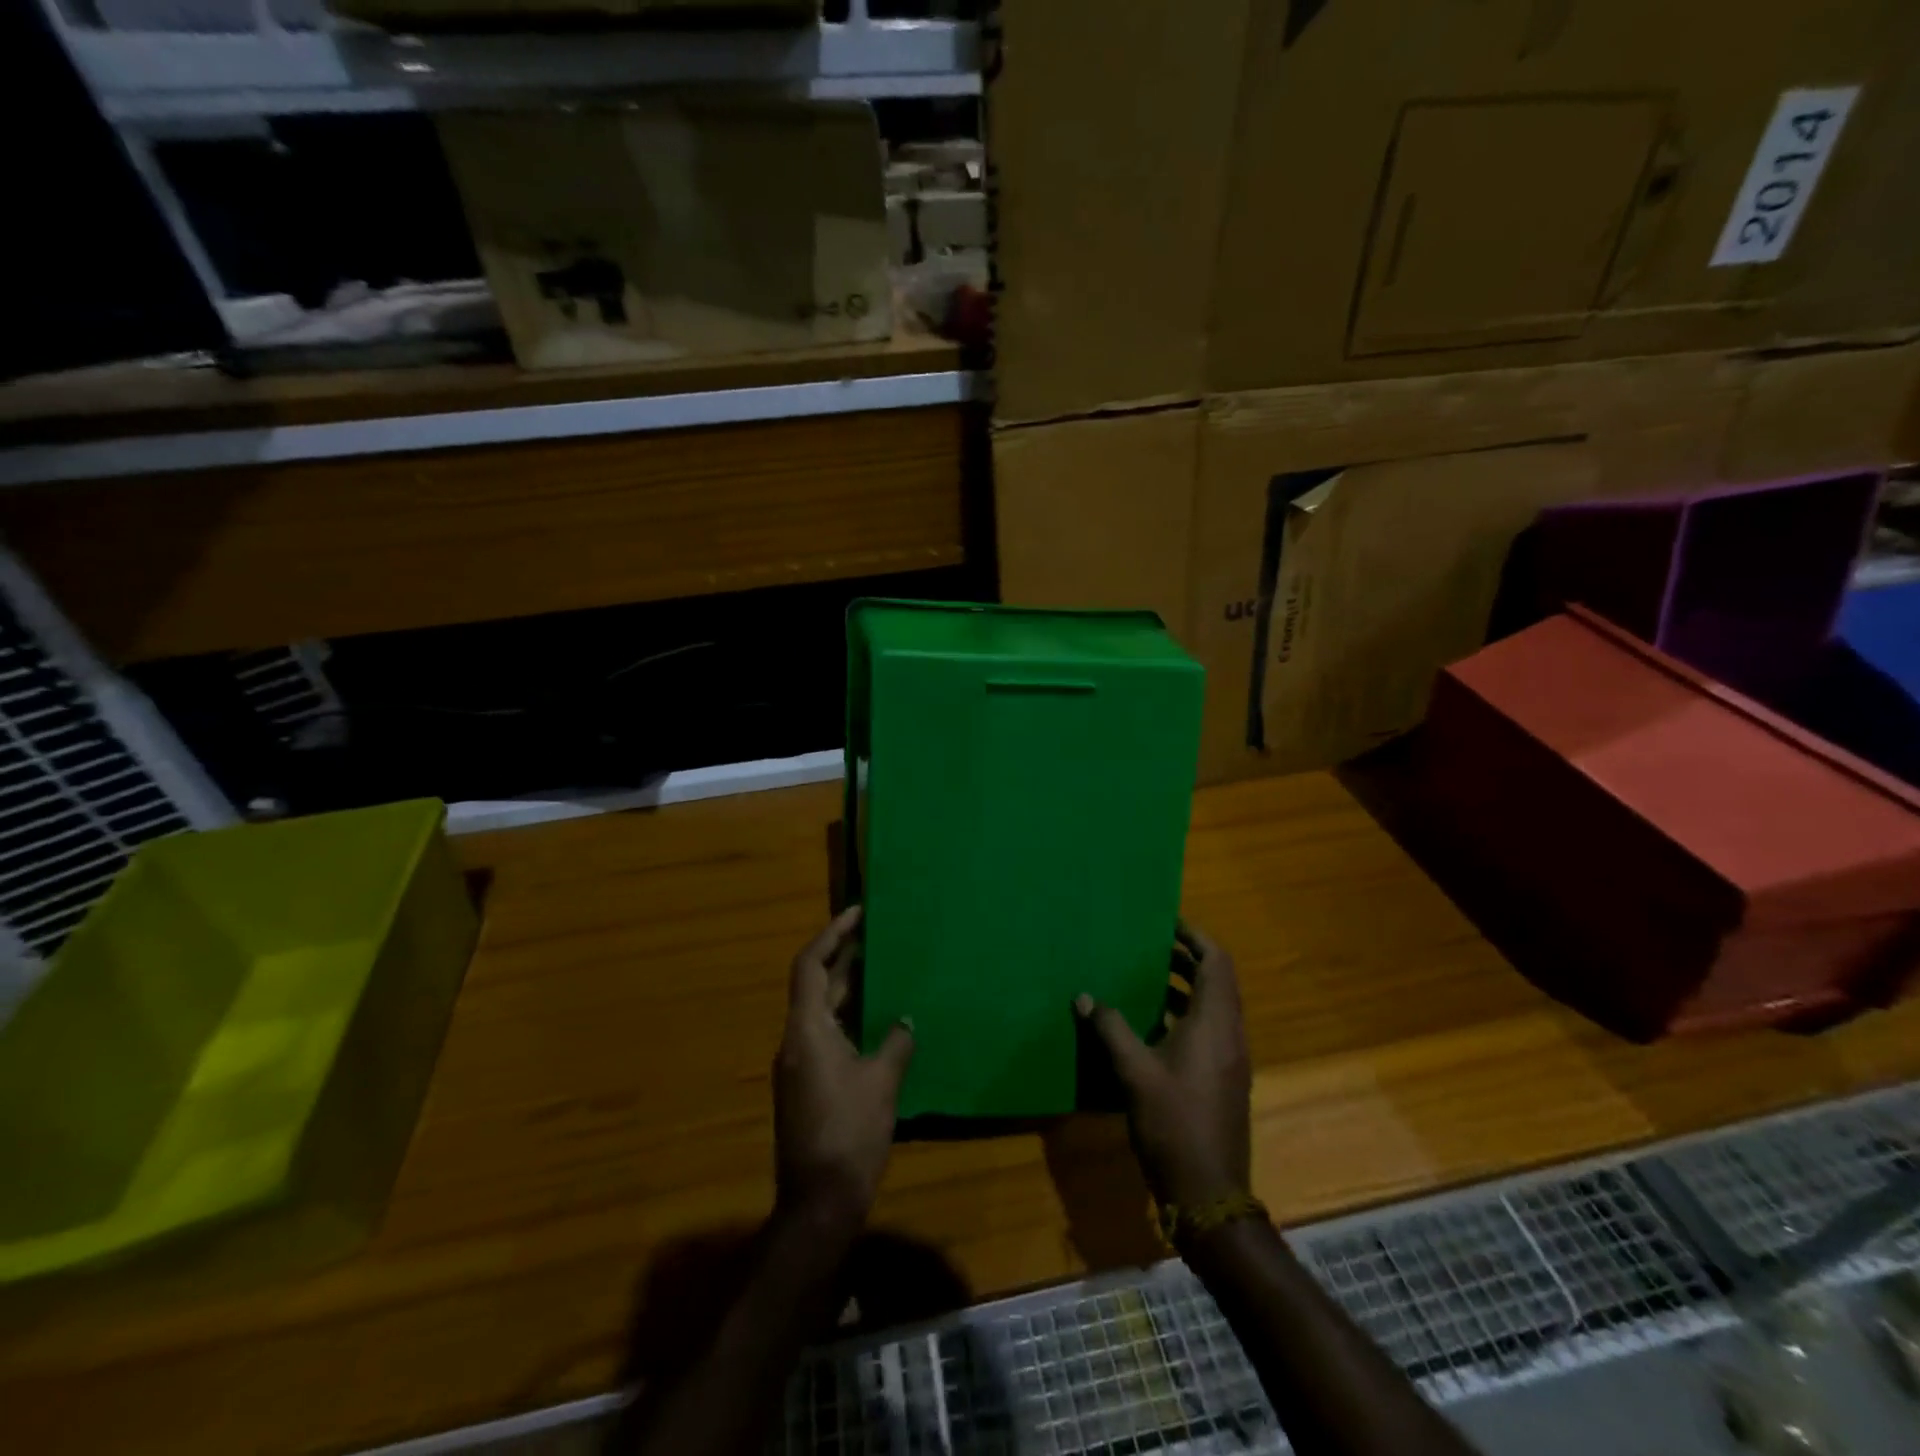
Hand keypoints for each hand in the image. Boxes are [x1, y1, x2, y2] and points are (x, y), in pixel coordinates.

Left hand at [774, 906, 913, 1229]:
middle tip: (877, 935)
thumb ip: (895, 1043)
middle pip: (816, 986)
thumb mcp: (881, 1084)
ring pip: (823, 1012)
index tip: (857, 913)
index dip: (832, 935)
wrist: (818, 1204)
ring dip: (849, 989)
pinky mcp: (808, 1086)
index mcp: (806, 1031)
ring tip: (883, 969)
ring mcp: (799, 1065)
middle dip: (844, 958)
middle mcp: (796, 1041)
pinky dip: (850, 1019)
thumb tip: (906, 1020)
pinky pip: (828, 1036)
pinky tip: (879, 1022)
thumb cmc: (849, 1135)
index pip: (810, 966)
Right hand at [1076, 925, 1250, 1211]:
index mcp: (1215, 1024)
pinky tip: (1152, 1024)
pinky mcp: (1223, 1079)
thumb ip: (1110, 1029)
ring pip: (1213, 1006)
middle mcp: (1230, 1034)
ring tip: (1147, 976)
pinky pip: (1209, 1030)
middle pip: (1217, 980)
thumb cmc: (1173, 1124)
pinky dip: (1185, 1014)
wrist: (1209, 1193)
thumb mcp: (1134, 1072)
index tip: (1167, 922)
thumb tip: (1084, 996)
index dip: (1196, 937)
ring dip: (1185, 986)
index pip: (1217, 962)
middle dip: (1187, 958)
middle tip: (1150, 945)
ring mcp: (1230, 1059)